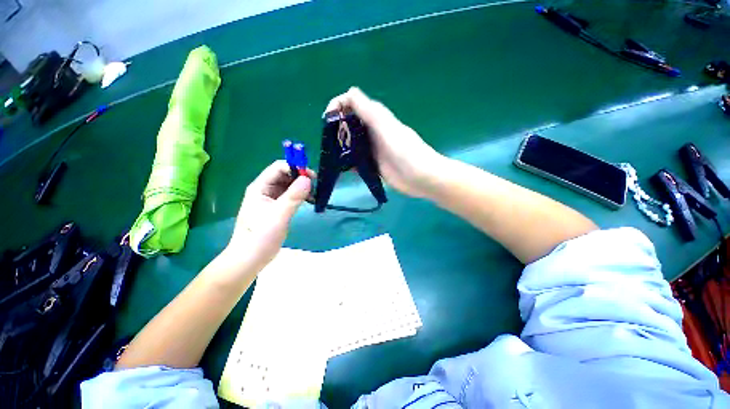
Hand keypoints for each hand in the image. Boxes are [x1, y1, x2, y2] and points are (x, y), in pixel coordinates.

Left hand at [225, 161, 312, 270]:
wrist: (250, 258)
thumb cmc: (261, 236)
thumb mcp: (279, 215)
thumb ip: (293, 196)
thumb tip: (307, 179)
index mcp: (260, 187)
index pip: (279, 168)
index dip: (295, 168)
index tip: (311, 177)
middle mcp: (264, 190)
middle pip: (284, 175)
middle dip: (300, 177)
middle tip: (314, 186)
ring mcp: (270, 199)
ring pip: (288, 185)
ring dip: (301, 187)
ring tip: (313, 194)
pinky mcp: (276, 208)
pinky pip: (289, 196)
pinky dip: (300, 195)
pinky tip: (308, 201)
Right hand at [325, 87, 443, 197]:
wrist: (421, 177)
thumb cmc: (405, 151)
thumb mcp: (385, 126)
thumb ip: (368, 110)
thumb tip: (349, 92)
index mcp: (375, 118)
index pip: (352, 105)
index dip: (338, 107)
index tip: (327, 120)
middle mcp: (373, 132)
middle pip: (349, 125)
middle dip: (336, 130)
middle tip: (328, 143)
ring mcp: (373, 150)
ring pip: (352, 144)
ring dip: (341, 148)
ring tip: (332, 157)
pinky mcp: (374, 165)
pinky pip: (357, 161)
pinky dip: (349, 163)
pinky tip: (343, 169)